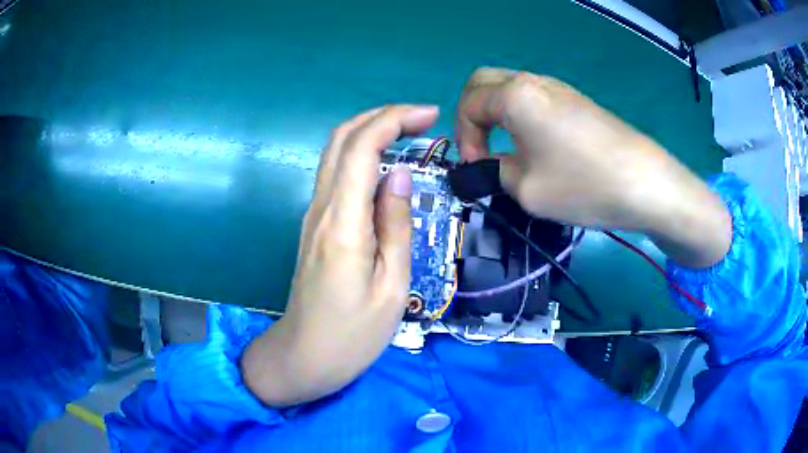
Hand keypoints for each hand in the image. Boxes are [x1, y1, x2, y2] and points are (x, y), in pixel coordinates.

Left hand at [242, 105, 438, 406]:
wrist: (304, 357)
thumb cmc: (354, 335)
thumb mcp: (392, 287)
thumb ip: (395, 225)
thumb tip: (398, 174)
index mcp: (342, 224)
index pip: (361, 148)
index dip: (394, 120)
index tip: (429, 115)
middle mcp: (321, 209)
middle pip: (341, 139)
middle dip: (381, 116)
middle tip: (422, 119)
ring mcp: (312, 216)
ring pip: (335, 153)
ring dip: (370, 132)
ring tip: (410, 134)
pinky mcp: (314, 226)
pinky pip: (335, 175)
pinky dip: (361, 155)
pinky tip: (387, 166)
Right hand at [456, 67, 730, 266]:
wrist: (646, 183)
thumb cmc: (583, 184)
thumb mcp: (527, 190)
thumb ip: (497, 172)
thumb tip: (493, 165)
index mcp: (515, 96)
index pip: (469, 104)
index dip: (464, 137)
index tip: (475, 167)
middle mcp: (533, 82)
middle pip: (484, 83)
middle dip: (472, 114)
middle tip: (481, 147)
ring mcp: (559, 88)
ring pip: (511, 88)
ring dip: (498, 113)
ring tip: (507, 150)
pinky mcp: (577, 101)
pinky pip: (535, 98)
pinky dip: (521, 115)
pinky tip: (536, 146)